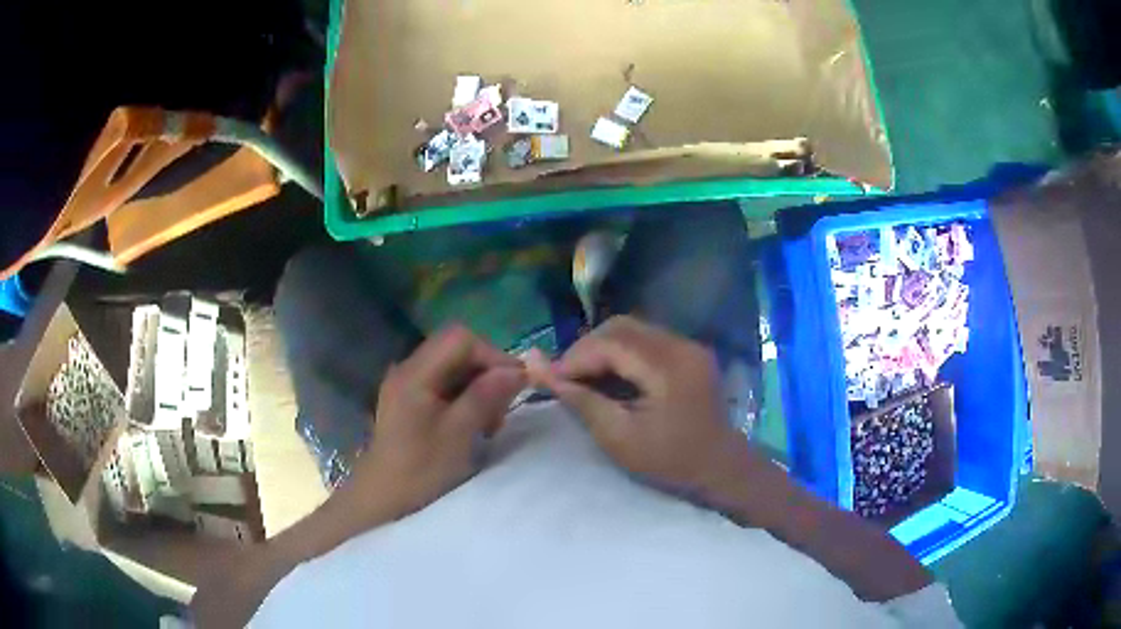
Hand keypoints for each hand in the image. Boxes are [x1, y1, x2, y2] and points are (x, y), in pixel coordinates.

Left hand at [345, 325, 526, 524]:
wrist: (382, 499)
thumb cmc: (419, 470)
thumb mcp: (458, 435)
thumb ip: (486, 397)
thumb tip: (519, 371)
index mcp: (415, 374)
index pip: (461, 339)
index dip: (493, 355)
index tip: (516, 384)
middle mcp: (408, 369)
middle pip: (457, 349)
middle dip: (487, 371)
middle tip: (503, 407)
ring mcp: (408, 383)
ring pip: (454, 366)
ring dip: (479, 385)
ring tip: (490, 421)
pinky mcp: (410, 399)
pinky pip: (445, 383)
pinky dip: (466, 396)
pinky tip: (473, 423)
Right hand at [531, 316, 765, 504]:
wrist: (720, 467)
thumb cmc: (669, 461)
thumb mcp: (618, 437)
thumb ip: (579, 399)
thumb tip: (535, 366)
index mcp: (668, 367)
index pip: (610, 343)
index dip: (574, 358)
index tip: (550, 380)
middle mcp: (681, 345)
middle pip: (620, 327)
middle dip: (586, 349)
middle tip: (567, 378)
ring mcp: (689, 345)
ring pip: (632, 329)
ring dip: (602, 348)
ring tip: (585, 377)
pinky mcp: (689, 351)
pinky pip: (646, 338)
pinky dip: (622, 352)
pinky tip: (611, 375)